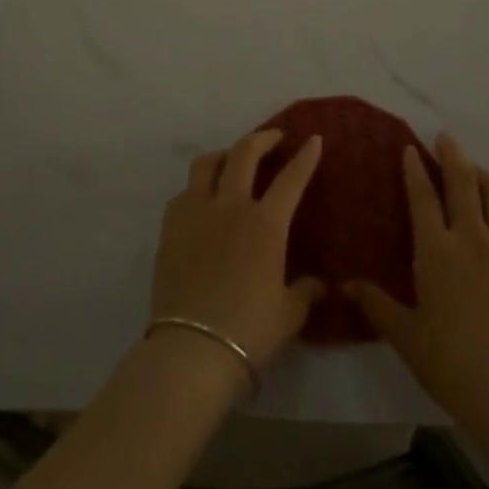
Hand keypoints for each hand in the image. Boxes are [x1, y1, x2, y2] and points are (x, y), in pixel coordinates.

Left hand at [151, 129, 325, 371]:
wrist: (191, 351)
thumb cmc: (248, 332)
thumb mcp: (288, 315)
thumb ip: (304, 292)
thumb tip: (318, 285)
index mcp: (266, 224)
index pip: (291, 178)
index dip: (305, 156)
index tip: (314, 139)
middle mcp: (231, 207)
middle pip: (245, 154)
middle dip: (262, 138)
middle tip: (274, 137)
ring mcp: (196, 214)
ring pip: (207, 164)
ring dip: (224, 155)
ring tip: (231, 160)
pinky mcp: (170, 230)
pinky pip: (183, 194)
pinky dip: (196, 189)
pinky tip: (201, 201)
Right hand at [346, 133, 488, 417]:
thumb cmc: (451, 361)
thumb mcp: (406, 336)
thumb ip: (377, 306)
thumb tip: (344, 285)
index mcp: (436, 249)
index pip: (422, 197)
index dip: (415, 170)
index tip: (411, 148)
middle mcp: (471, 237)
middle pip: (462, 183)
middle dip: (452, 156)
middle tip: (445, 138)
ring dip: (485, 175)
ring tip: (477, 170)